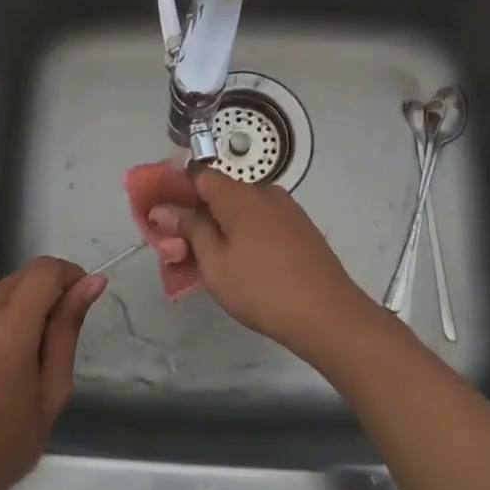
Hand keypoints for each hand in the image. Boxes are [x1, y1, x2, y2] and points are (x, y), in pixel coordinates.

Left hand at [0, 257, 105, 489]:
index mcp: (9, 329)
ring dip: (2, 323)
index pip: (45, 271)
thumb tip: (91, 282)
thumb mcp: (49, 395)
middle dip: (37, 299)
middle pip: (16, 282)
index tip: (76, 297)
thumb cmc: (0, 449)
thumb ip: (67, 331)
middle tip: (41, 346)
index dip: (67, 275)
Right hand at [146, 169, 377, 357]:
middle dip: (197, 214)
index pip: (198, 175)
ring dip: (222, 227)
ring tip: (212, 262)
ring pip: (243, 210)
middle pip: (221, 193)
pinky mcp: (302, 229)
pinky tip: (244, 264)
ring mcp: (288, 210)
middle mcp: (265, 192)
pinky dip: (246, 234)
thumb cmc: (262, 288)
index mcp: (239, 195)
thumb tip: (163, 208)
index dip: (176, 190)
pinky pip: (263, 222)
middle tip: (181, 248)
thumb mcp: (215, 262)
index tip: (161, 215)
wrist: (328, 314)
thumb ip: (189, 229)